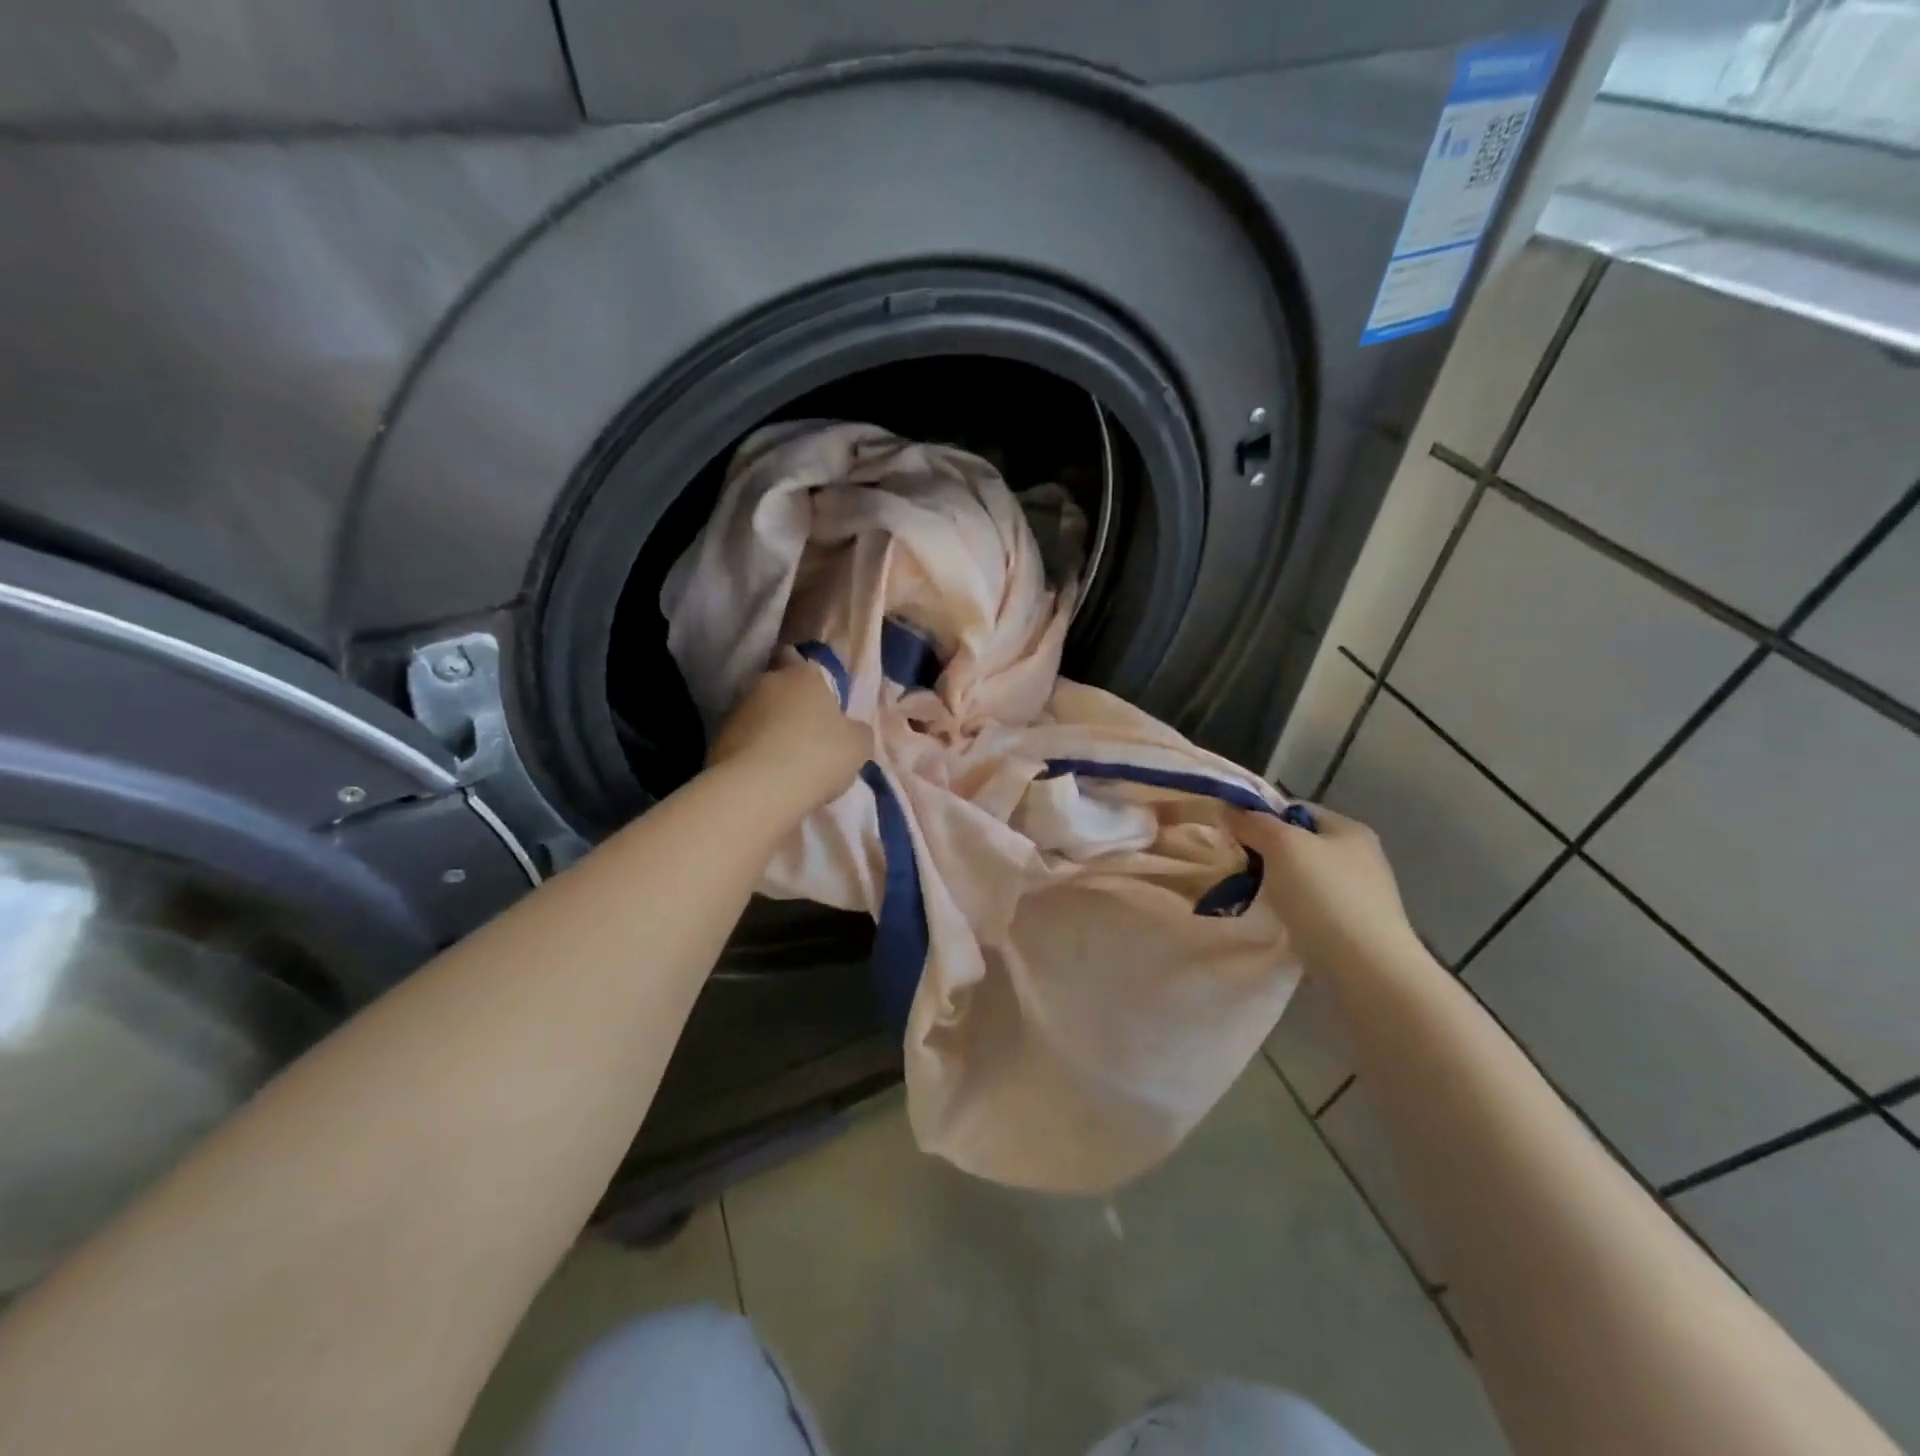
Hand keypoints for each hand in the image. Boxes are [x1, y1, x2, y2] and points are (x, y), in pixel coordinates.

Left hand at [707, 663, 872, 817]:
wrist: (760, 789)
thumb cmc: (819, 756)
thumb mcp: (858, 746)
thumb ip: (857, 731)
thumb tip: (851, 729)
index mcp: (803, 675)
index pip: (801, 661)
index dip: (811, 681)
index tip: (819, 703)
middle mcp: (767, 682)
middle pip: (779, 689)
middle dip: (790, 707)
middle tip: (806, 735)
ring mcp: (737, 709)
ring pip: (758, 714)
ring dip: (769, 730)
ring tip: (784, 762)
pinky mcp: (718, 738)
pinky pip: (742, 740)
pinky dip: (752, 752)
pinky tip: (765, 776)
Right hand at [1247, 804, 1421, 968]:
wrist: (1365, 969)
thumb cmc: (1324, 895)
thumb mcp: (1282, 846)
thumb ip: (1254, 823)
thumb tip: (1228, 807)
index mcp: (1349, 830)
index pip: (1295, 810)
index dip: (1261, 817)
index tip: (1232, 834)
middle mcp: (1360, 857)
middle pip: (1299, 844)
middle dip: (1265, 853)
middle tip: (1235, 865)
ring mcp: (1359, 895)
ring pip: (1302, 878)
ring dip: (1275, 884)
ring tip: (1248, 895)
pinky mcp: (1353, 929)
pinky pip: (1310, 908)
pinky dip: (1290, 910)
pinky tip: (1274, 920)